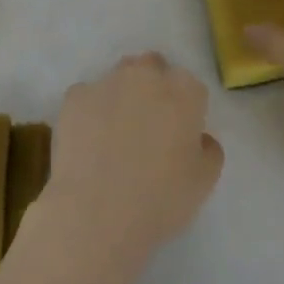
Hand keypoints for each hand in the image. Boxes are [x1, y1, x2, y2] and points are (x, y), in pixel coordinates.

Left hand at [38, 52, 225, 271]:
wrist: (96, 215)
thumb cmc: (160, 199)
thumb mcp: (205, 181)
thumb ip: (208, 148)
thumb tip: (198, 138)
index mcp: (185, 91)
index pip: (190, 87)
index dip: (185, 110)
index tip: (178, 134)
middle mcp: (147, 75)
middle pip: (152, 68)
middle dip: (152, 88)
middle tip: (147, 127)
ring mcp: (107, 82)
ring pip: (118, 78)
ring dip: (121, 95)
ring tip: (114, 134)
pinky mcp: (75, 97)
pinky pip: (86, 97)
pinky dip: (89, 112)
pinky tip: (87, 143)